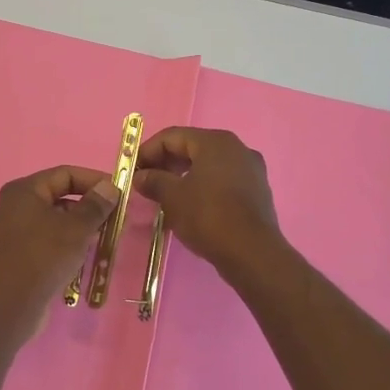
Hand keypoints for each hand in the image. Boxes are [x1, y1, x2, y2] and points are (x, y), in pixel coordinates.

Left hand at [0, 165, 119, 313]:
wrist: (9, 306)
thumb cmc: (43, 257)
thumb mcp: (76, 228)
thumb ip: (95, 206)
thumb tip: (109, 187)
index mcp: (23, 191)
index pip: (64, 174)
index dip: (94, 180)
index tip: (119, 193)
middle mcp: (13, 206)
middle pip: (58, 197)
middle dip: (88, 206)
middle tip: (115, 218)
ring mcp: (11, 233)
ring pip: (52, 221)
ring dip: (78, 227)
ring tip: (104, 238)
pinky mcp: (15, 256)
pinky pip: (45, 241)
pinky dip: (65, 243)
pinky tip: (83, 256)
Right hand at [135, 127, 282, 274]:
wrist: (252, 253)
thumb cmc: (208, 216)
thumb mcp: (173, 197)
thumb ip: (154, 180)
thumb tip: (141, 176)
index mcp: (215, 141)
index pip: (172, 136)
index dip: (148, 151)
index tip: (132, 170)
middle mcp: (236, 148)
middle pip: (192, 148)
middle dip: (166, 163)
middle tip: (146, 182)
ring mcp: (250, 170)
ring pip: (208, 165)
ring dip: (183, 176)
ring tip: (164, 195)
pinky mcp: (257, 191)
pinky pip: (222, 180)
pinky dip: (203, 187)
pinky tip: (189, 206)